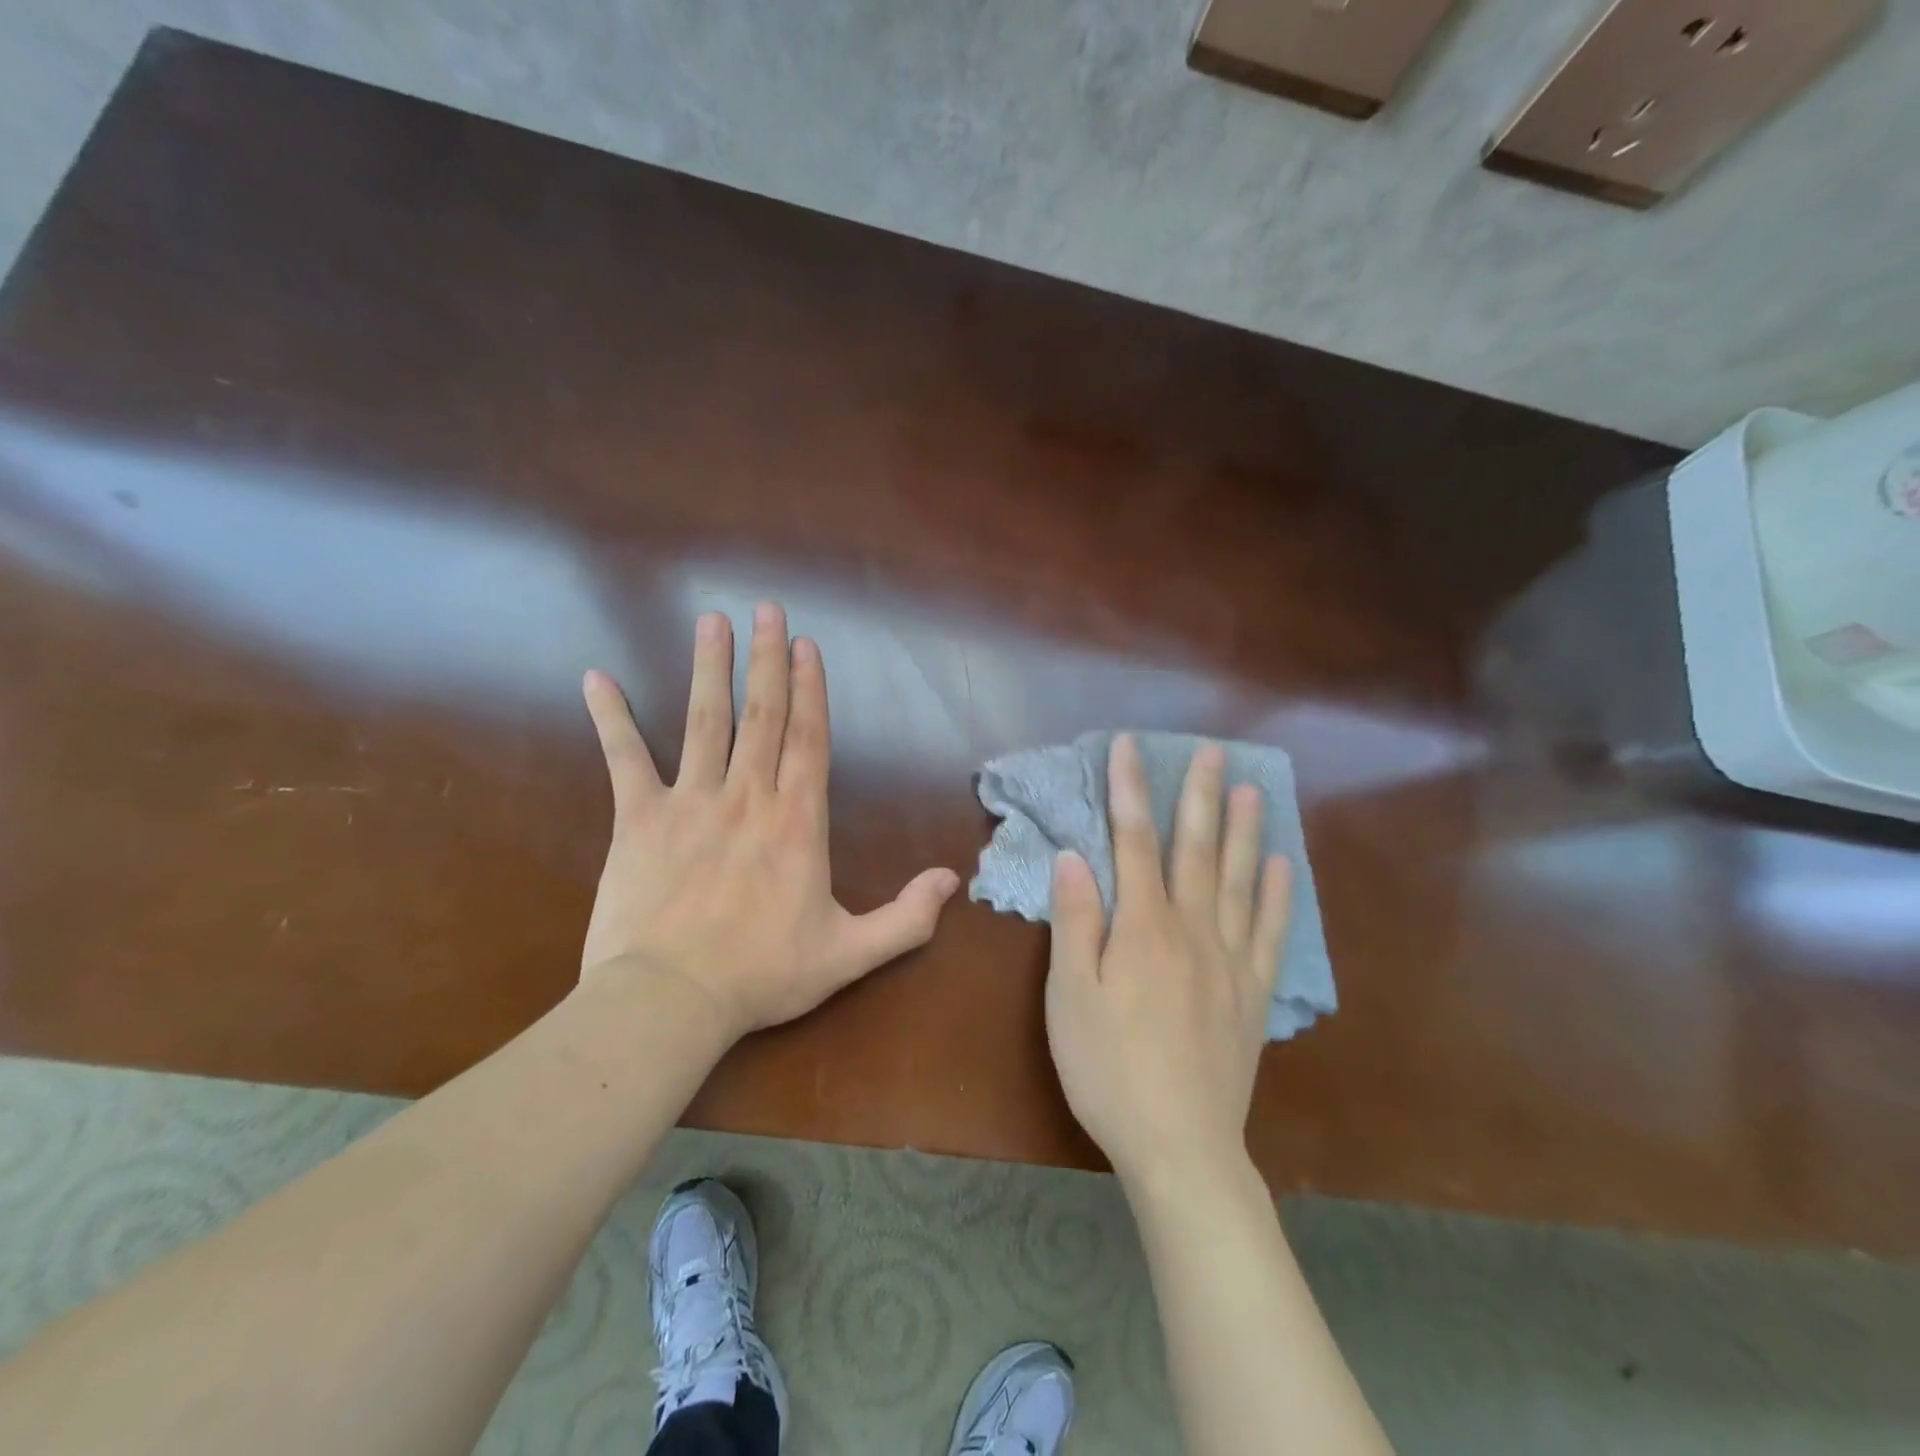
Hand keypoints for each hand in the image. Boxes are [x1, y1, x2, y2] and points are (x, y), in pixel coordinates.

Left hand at [578, 602, 960, 1040]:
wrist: (670, 1001)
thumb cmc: (762, 975)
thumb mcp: (850, 954)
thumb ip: (906, 918)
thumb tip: (952, 880)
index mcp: (797, 822)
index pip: (808, 739)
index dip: (810, 689)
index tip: (806, 646)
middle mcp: (747, 796)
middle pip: (761, 715)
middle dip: (767, 659)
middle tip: (767, 609)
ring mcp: (690, 802)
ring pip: (704, 721)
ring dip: (709, 668)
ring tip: (712, 622)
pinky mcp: (637, 819)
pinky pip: (624, 758)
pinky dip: (611, 717)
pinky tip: (597, 677)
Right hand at [1045, 734, 1292, 1186]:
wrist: (1180, 1146)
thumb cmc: (1109, 1070)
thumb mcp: (1070, 998)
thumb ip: (1075, 924)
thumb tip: (1074, 858)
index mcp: (1143, 929)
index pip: (1134, 843)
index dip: (1130, 791)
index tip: (1130, 747)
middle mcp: (1193, 931)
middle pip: (1197, 850)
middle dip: (1201, 796)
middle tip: (1213, 753)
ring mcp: (1231, 961)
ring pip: (1239, 882)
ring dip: (1244, 832)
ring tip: (1254, 791)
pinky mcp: (1254, 995)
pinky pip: (1271, 933)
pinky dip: (1276, 895)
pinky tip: (1281, 867)